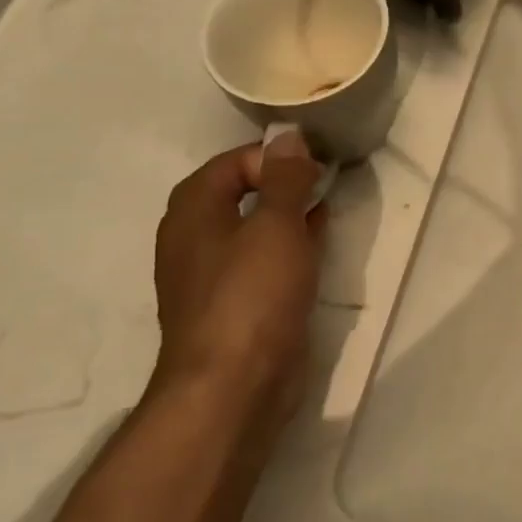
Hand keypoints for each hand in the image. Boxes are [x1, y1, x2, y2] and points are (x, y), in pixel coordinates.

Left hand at [151, 132, 328, 423]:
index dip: (274, 157)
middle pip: (241, 194)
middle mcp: (195, 239)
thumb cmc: (252, 295)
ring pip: (254, 229)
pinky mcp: (236, 305)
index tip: (315, 167)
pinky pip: (263, 261)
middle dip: (283, 184)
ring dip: (289, 216)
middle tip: (326, 183)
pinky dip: (289, 247)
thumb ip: (285, 178)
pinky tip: (317, 247)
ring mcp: (214, 276)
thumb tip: (288, 136)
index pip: (232, 163)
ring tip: (327, 210)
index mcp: (193, 212)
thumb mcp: (275, 226)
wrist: (234, 386)